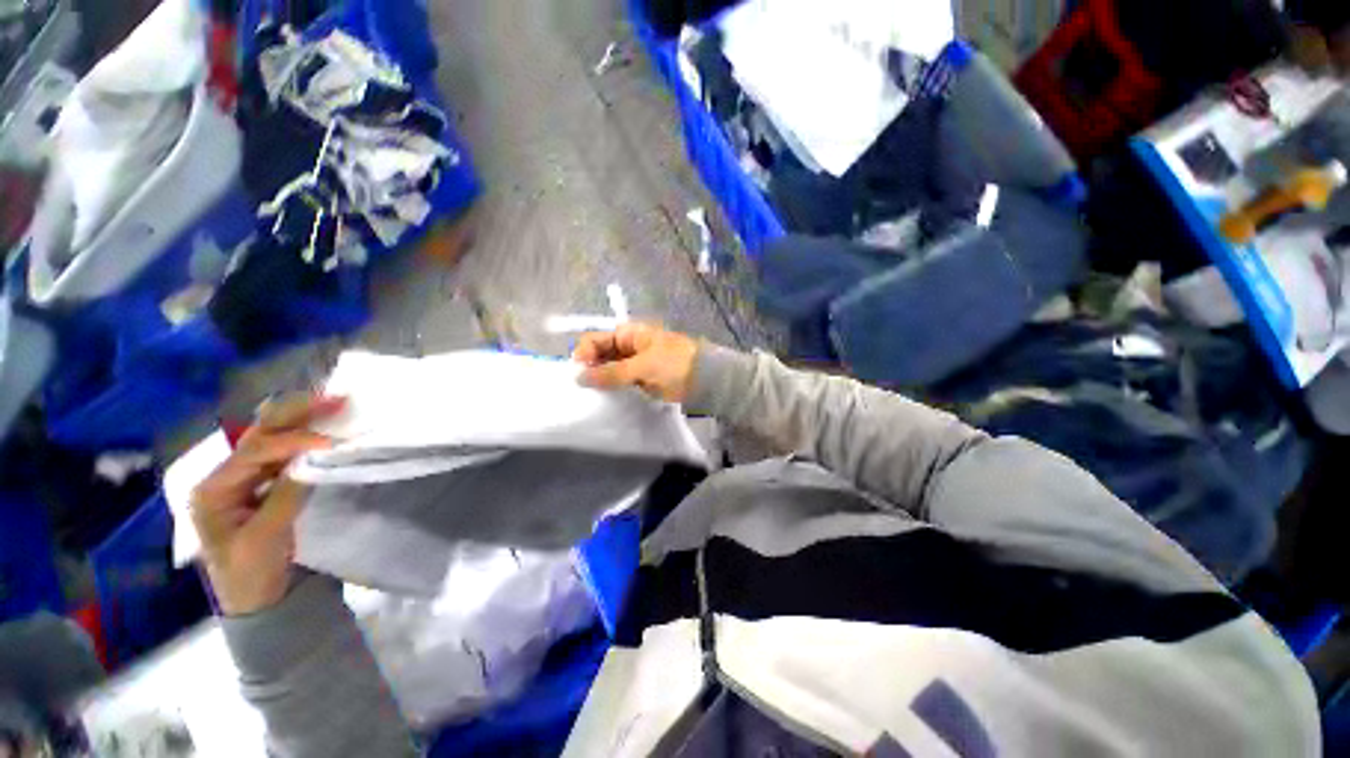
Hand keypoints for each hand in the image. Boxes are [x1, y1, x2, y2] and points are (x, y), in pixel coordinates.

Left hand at [190, 395, 344, 615]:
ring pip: (272, 438)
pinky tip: (327, 428)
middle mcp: (225, 476)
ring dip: (304, 419)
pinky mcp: (264, 484)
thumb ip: (285, 495)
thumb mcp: (266, 538)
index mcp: (214, 489)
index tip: (332, 442)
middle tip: (336, 399)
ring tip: (337, 404)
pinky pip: (284, 453)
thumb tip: (314, 458)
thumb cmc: (251, 573)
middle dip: (295, 413)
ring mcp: (244, 479)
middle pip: (259, 434)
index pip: (255, 452)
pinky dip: (307, 438)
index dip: (293, 442)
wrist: (256, 600)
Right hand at [573, 323, 699, 401]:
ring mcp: (634, 364)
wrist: (706, 380)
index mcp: (628, 334)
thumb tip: (579, 378)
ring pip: (608, 371)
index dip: (584, 354)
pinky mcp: (640, 381)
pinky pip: (619, 383)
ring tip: (591, 397)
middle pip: (599, 355)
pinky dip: (612, 389)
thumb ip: (611, 373)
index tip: (578, 373)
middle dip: (590, 369)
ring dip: (600, 381)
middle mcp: (627, 347)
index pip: (595, 340)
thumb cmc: (674, 364)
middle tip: (582, 389)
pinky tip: (605, 400)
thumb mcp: (643, 366)